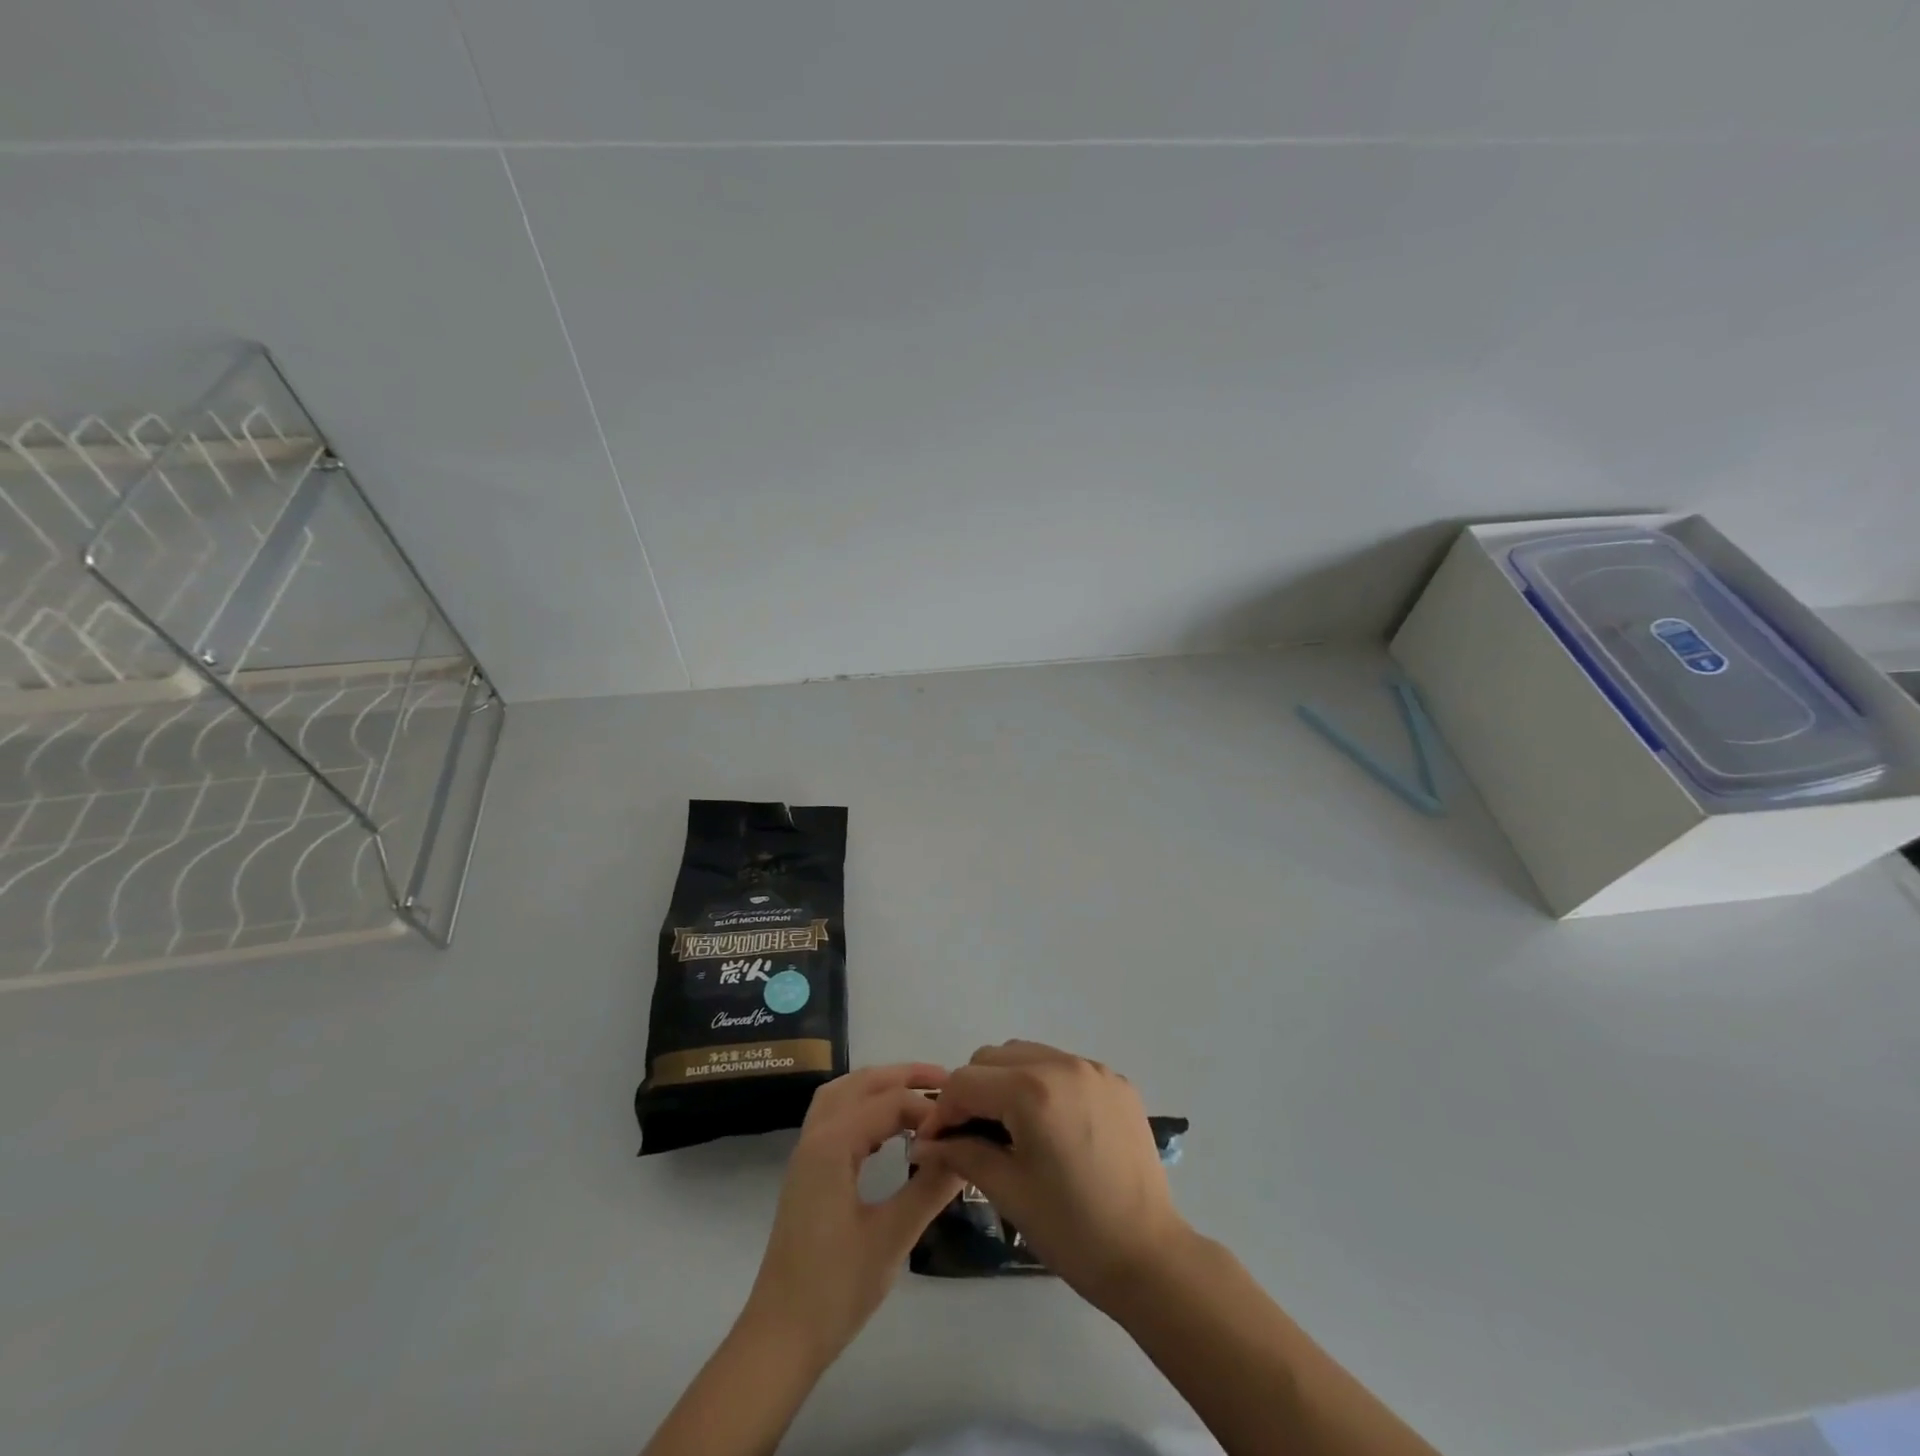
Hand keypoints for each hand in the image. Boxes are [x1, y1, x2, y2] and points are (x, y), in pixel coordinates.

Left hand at [741, 1063, 964, 1368]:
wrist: (780, 1338)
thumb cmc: (835, 1288)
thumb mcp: (892, 1237)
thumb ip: (929, 1188)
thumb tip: (966, 1151)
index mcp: (833, 1144)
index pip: (889, 1102)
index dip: (927, 1107)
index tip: (962, 1124)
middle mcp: (816, 1135)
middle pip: (862, 1083)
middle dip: (904, 1075)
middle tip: (947, 1082)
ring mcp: (806, 1152)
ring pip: (844, 1094)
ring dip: (880, 1085)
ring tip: (919, 1095)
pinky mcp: (806, 1170)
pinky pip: (835, 1115)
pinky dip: (864, 1105)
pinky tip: (888, 1129)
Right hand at [913, 1040, 1191, 1308]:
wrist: (1149, 1257)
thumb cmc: (1072, 1230)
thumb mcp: (1008, 1190)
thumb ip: (961, 1153)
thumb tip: (923, 1143)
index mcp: (1033, 1090)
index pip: (965, 1081)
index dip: (942, 1111)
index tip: (935, 1143)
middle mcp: (1063, 1064)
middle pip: (994, 1058)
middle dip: (973, 1092)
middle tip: (970, 1136)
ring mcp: (1094, 1069)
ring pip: (1027, 1055)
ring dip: (1006, 1082)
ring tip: (1008, 1129)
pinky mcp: (1116, 1082)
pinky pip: (1062, 1066)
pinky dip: (1043, 1084)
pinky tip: (1048, 1126)